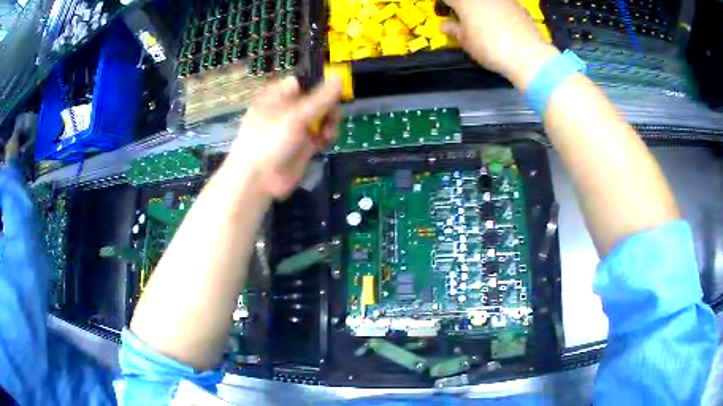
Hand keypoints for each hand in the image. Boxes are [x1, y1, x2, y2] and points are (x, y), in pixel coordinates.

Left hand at [229, 76, 341, 197]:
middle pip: (317, 99)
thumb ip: (320, 98)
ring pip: (322, 117)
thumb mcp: (296, 115)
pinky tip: (325, 141)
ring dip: (330, 122)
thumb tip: (339, 77)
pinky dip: (326, 136)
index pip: (303, 82)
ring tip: (327, 132)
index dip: (319, 84)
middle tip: (332, 114)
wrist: (258, 179)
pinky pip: (321, 134)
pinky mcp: (304, 145)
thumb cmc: (270, 139)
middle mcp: (289, 109)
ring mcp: (297, 128)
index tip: (335, 90)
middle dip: (328, 106)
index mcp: (279, 96)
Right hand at [442, 0, 559, 88]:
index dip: (448, 6)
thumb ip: (455, 31)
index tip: (449, 13)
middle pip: (469, 0)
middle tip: (466, 18)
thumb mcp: (467, 43)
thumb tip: (445, 26)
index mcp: (464, 1)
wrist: (527, 55)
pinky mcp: (518, 4)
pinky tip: (503, 23)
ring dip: (483, 7)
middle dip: (465, 6)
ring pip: (487, 2)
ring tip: (486, 21)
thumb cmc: (491, 48)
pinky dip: (499, 10)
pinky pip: (503, 4)